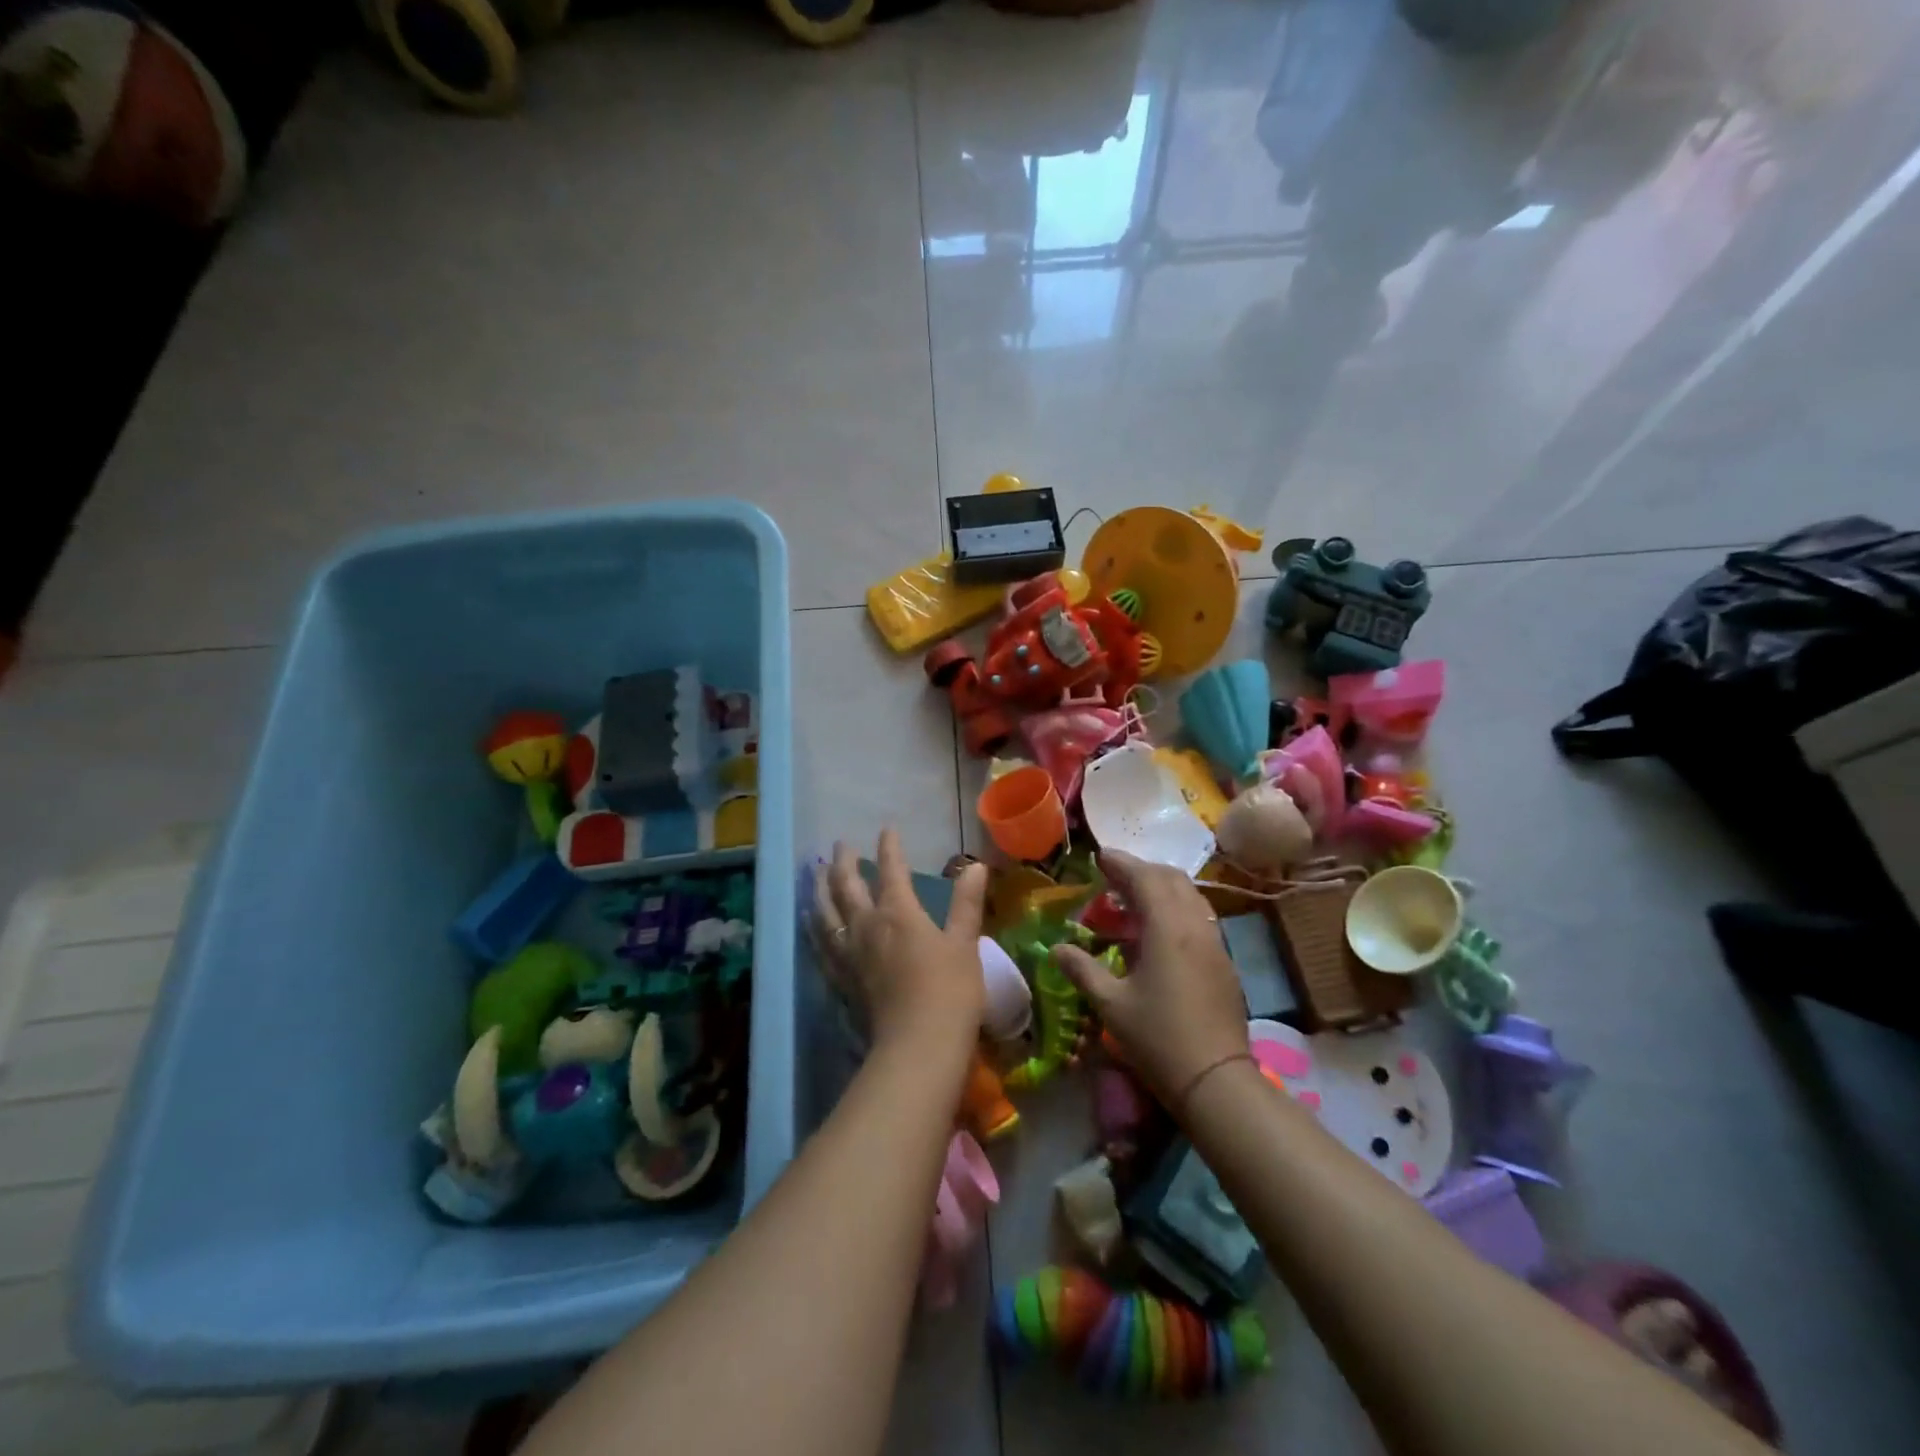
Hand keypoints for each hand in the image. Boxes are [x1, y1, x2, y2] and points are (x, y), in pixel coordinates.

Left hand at [814, 829, 988, 1052]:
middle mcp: (867, 925)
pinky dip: (814, 927)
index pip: (891, 870)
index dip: (889, 848)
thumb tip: (976, 866)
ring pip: (826, 911)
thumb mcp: (965, 943)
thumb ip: (966, 903)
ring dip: (820, 888)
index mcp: (899, 912)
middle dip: (844, 861)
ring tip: (816, 873)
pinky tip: (810, 922)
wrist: (918, 1046)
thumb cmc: (950, 991)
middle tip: (840, 844)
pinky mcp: (842, 979)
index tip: (887, 829)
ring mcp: (850, 953)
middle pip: (848, 885)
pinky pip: (821, 945)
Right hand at [1055, 850, 1248, 1104]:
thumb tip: (1057, 948)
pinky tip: (1158, 931)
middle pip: (1171, 879)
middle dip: (1142, 870)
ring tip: (1133, 900)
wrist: (1216, 1080)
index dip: (1120, 863)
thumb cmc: (1159, 1039)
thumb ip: (1082, 969)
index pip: (1144, 878)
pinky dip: (1176, 908)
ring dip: (1162, 887)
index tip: (1099, 856)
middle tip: (1113, 877)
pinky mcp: (1223, 961)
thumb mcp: (1111, 1004)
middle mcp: (1195, 925)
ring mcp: (1214, 942)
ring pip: (1190, 896)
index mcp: (1167, 928)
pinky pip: (1199, 916)